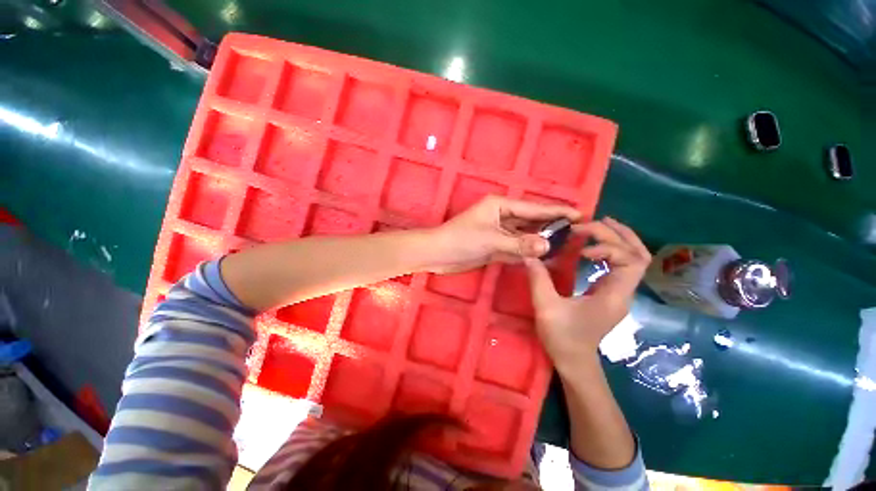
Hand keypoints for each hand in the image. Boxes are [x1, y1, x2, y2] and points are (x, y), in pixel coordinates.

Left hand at [428, 196, 581, 273]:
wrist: (438, 255)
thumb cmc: (461, 240)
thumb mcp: (491, 240)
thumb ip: (519, 244)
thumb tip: (547, 246)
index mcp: (500, 206)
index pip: (533, 208)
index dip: (556, 211)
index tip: (580, 214)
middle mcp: (502, 216)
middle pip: (531, 221)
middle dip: (551, 227)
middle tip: (578, 233)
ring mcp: (499, 232)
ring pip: (524, 235)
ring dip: (541, 241)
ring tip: (566, 246)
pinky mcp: (495, 246)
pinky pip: (516, 247)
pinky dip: (527, 252)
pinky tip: (543, 257)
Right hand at [524, 218, 650, 374]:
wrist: (574, 361)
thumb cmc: (563, 337)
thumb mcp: (546, 307)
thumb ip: (538, 279)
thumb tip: (530, 255)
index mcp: (614, 296)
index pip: (630, 262)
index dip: (608, 247)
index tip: (580, 248)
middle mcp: (623, 292)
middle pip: (637, 255)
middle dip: (617, 235)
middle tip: (592, 222)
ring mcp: (619, 292)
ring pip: (635, 259)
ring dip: (621, 239)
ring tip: (601, 224)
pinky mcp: (611, 293)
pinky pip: (622, 265)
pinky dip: (613, 249)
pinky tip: (595, 244)